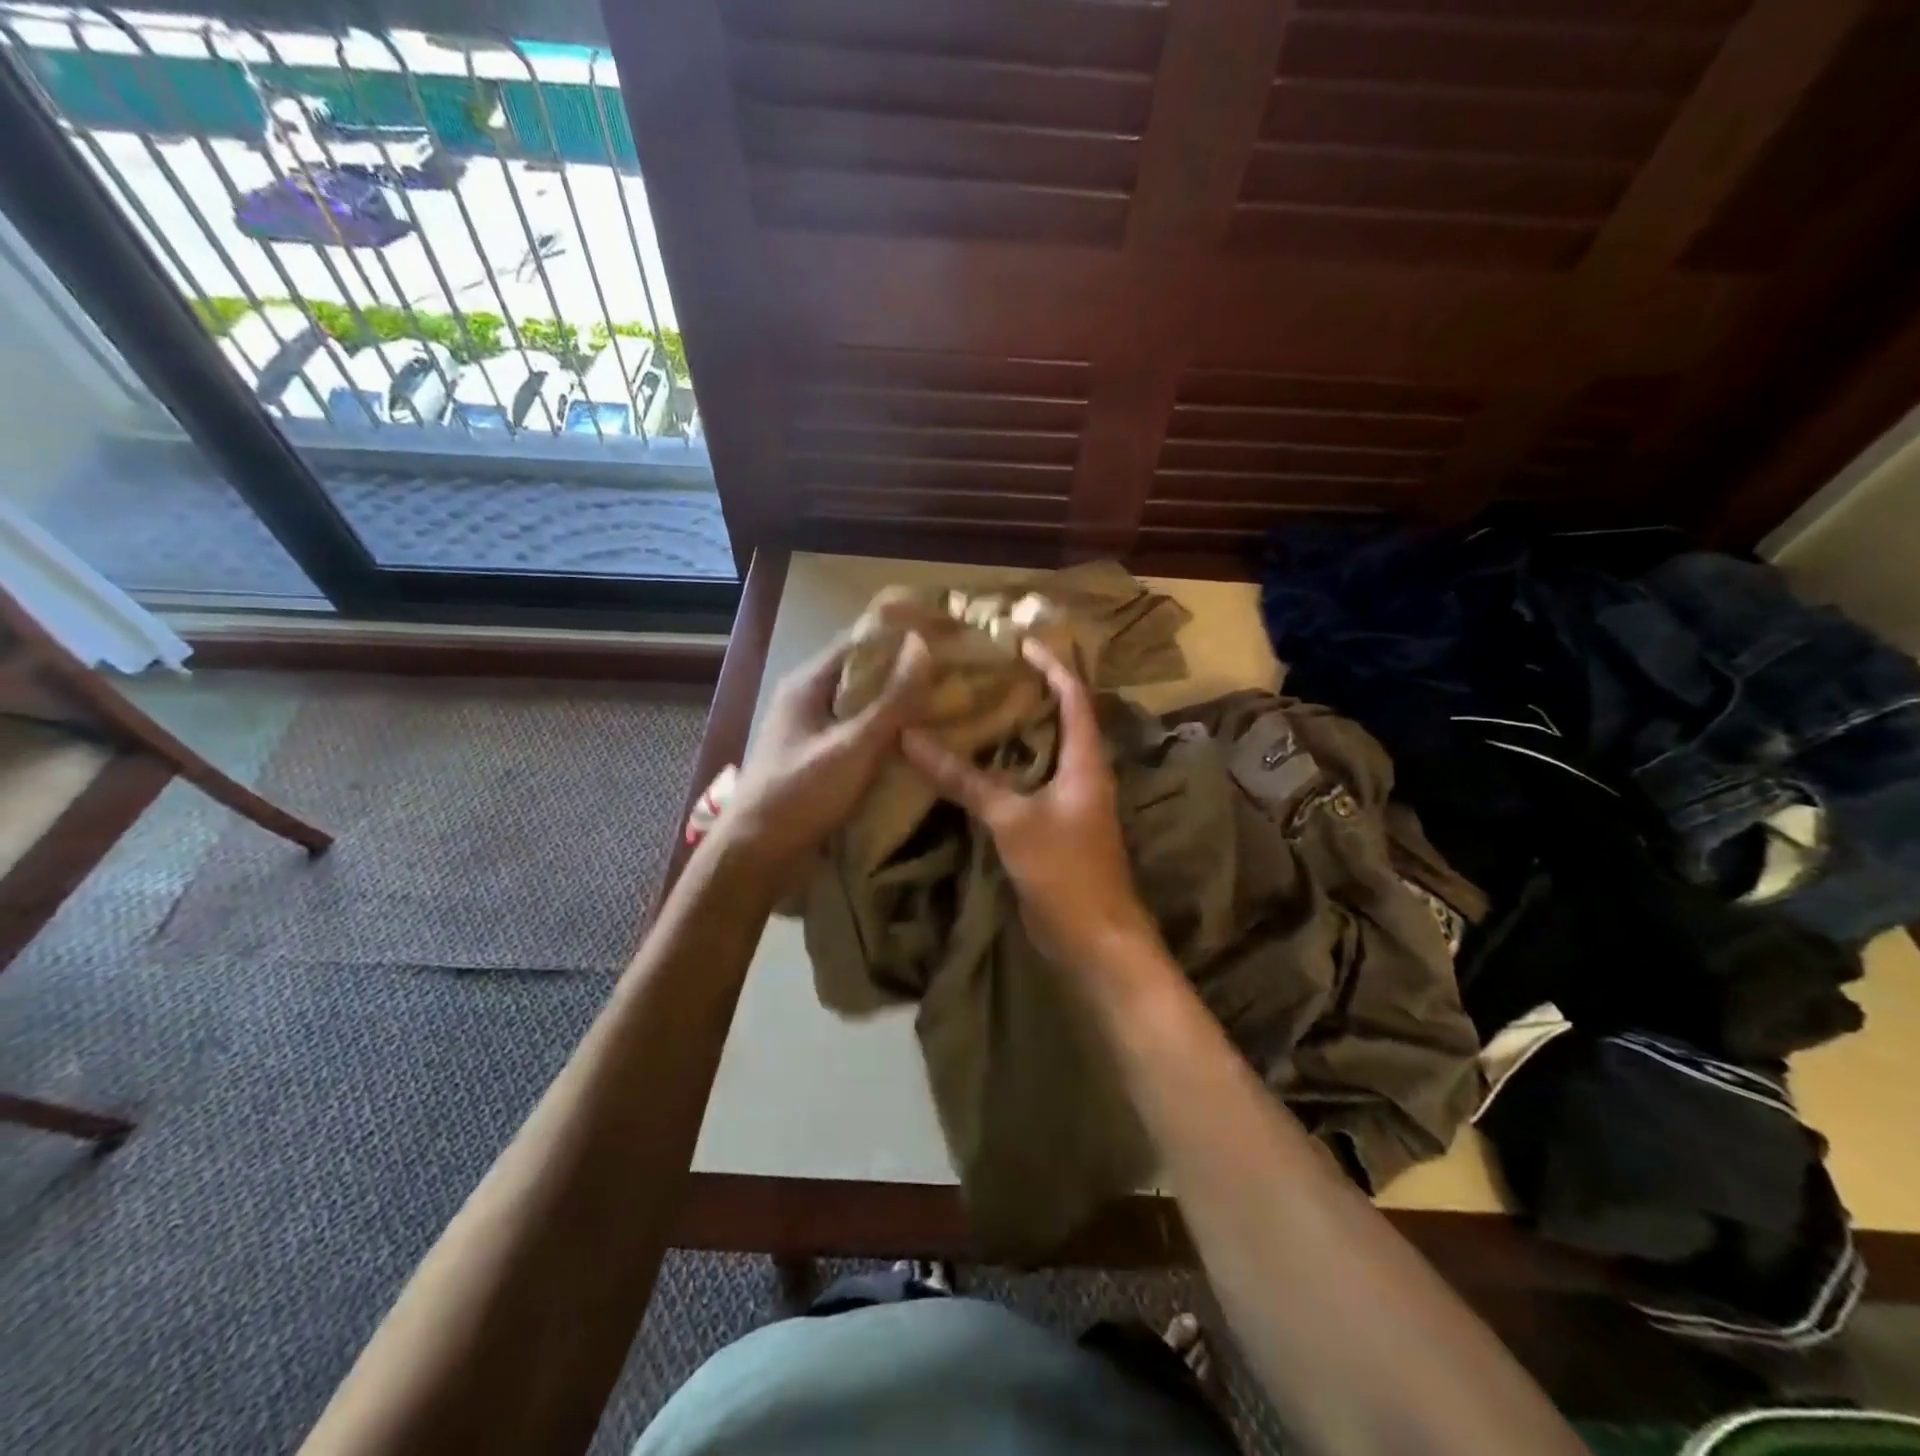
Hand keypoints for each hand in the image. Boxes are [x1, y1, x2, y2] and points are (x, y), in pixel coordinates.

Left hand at [718, 630, 932, 886]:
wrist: (757, 855)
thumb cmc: (801, 795)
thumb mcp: (853, 746)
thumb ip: (892, 700)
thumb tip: (924, 645)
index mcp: (808, 683)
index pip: (860, 639)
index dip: (903, 631)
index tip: (946, 631)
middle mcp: (808, 698)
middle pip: (864, 670)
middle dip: (907, 666)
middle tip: (956, 668)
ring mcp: (813, 729)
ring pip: (864, 703)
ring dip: (900, 699)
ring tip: (947, 698)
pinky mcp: (820, 757)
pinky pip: (860, 731)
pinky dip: (889, 728)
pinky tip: (919, 738)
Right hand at [901, 637, 1157, 971]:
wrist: (1093, 939)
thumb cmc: (1064, 869)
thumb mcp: (1011, 819)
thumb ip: (964, 780)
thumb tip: (911, 738)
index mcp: (1086, 760)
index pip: (1074, 696)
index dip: (1051, 665)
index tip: (1018, 641)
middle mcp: (1083, 774)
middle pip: (1058, 719)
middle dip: (1026, 693)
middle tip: (983, 672)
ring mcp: (1070, 802)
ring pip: (1041, 753)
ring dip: (1013, 731)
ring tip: (972, 708)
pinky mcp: (1054, 827)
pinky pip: (1028, 784)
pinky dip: (1004, 768)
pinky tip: (973, 765)